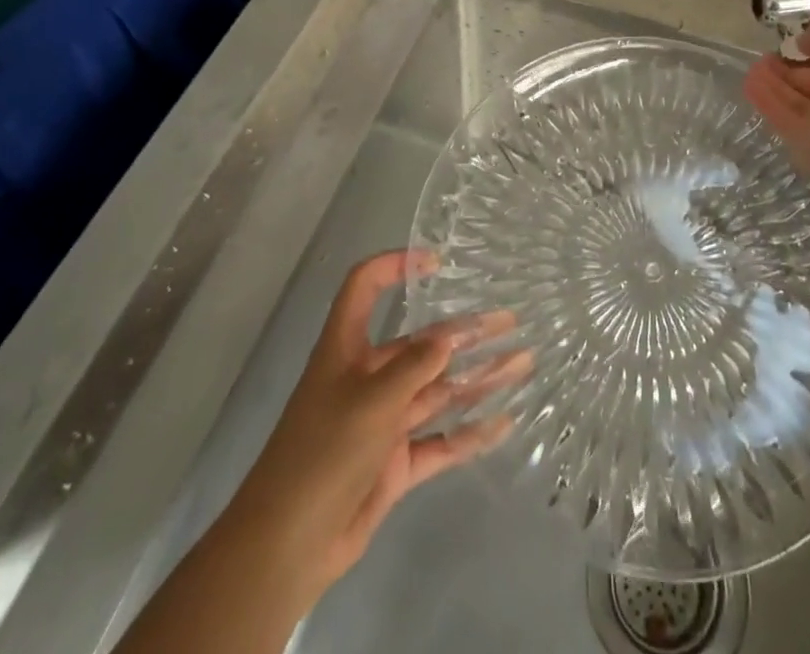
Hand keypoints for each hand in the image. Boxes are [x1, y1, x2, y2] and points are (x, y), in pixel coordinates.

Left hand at [233, 250, 530, 597]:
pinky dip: (470, 434)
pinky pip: (440, 442)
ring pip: (438, 391)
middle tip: (510, 321)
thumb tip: (449, 336)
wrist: (287, 547)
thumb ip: (415, 367)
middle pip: (421, 344)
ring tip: (522, 363)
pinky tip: (505, 422)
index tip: (436, 263)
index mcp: (347, 349)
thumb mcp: (371, 400)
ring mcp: (383, 422)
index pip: (365, 288)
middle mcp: (368, 378)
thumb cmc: (322, 454)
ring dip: (478, 378)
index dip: (394, 266)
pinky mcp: (394, 464)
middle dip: (465, 332)